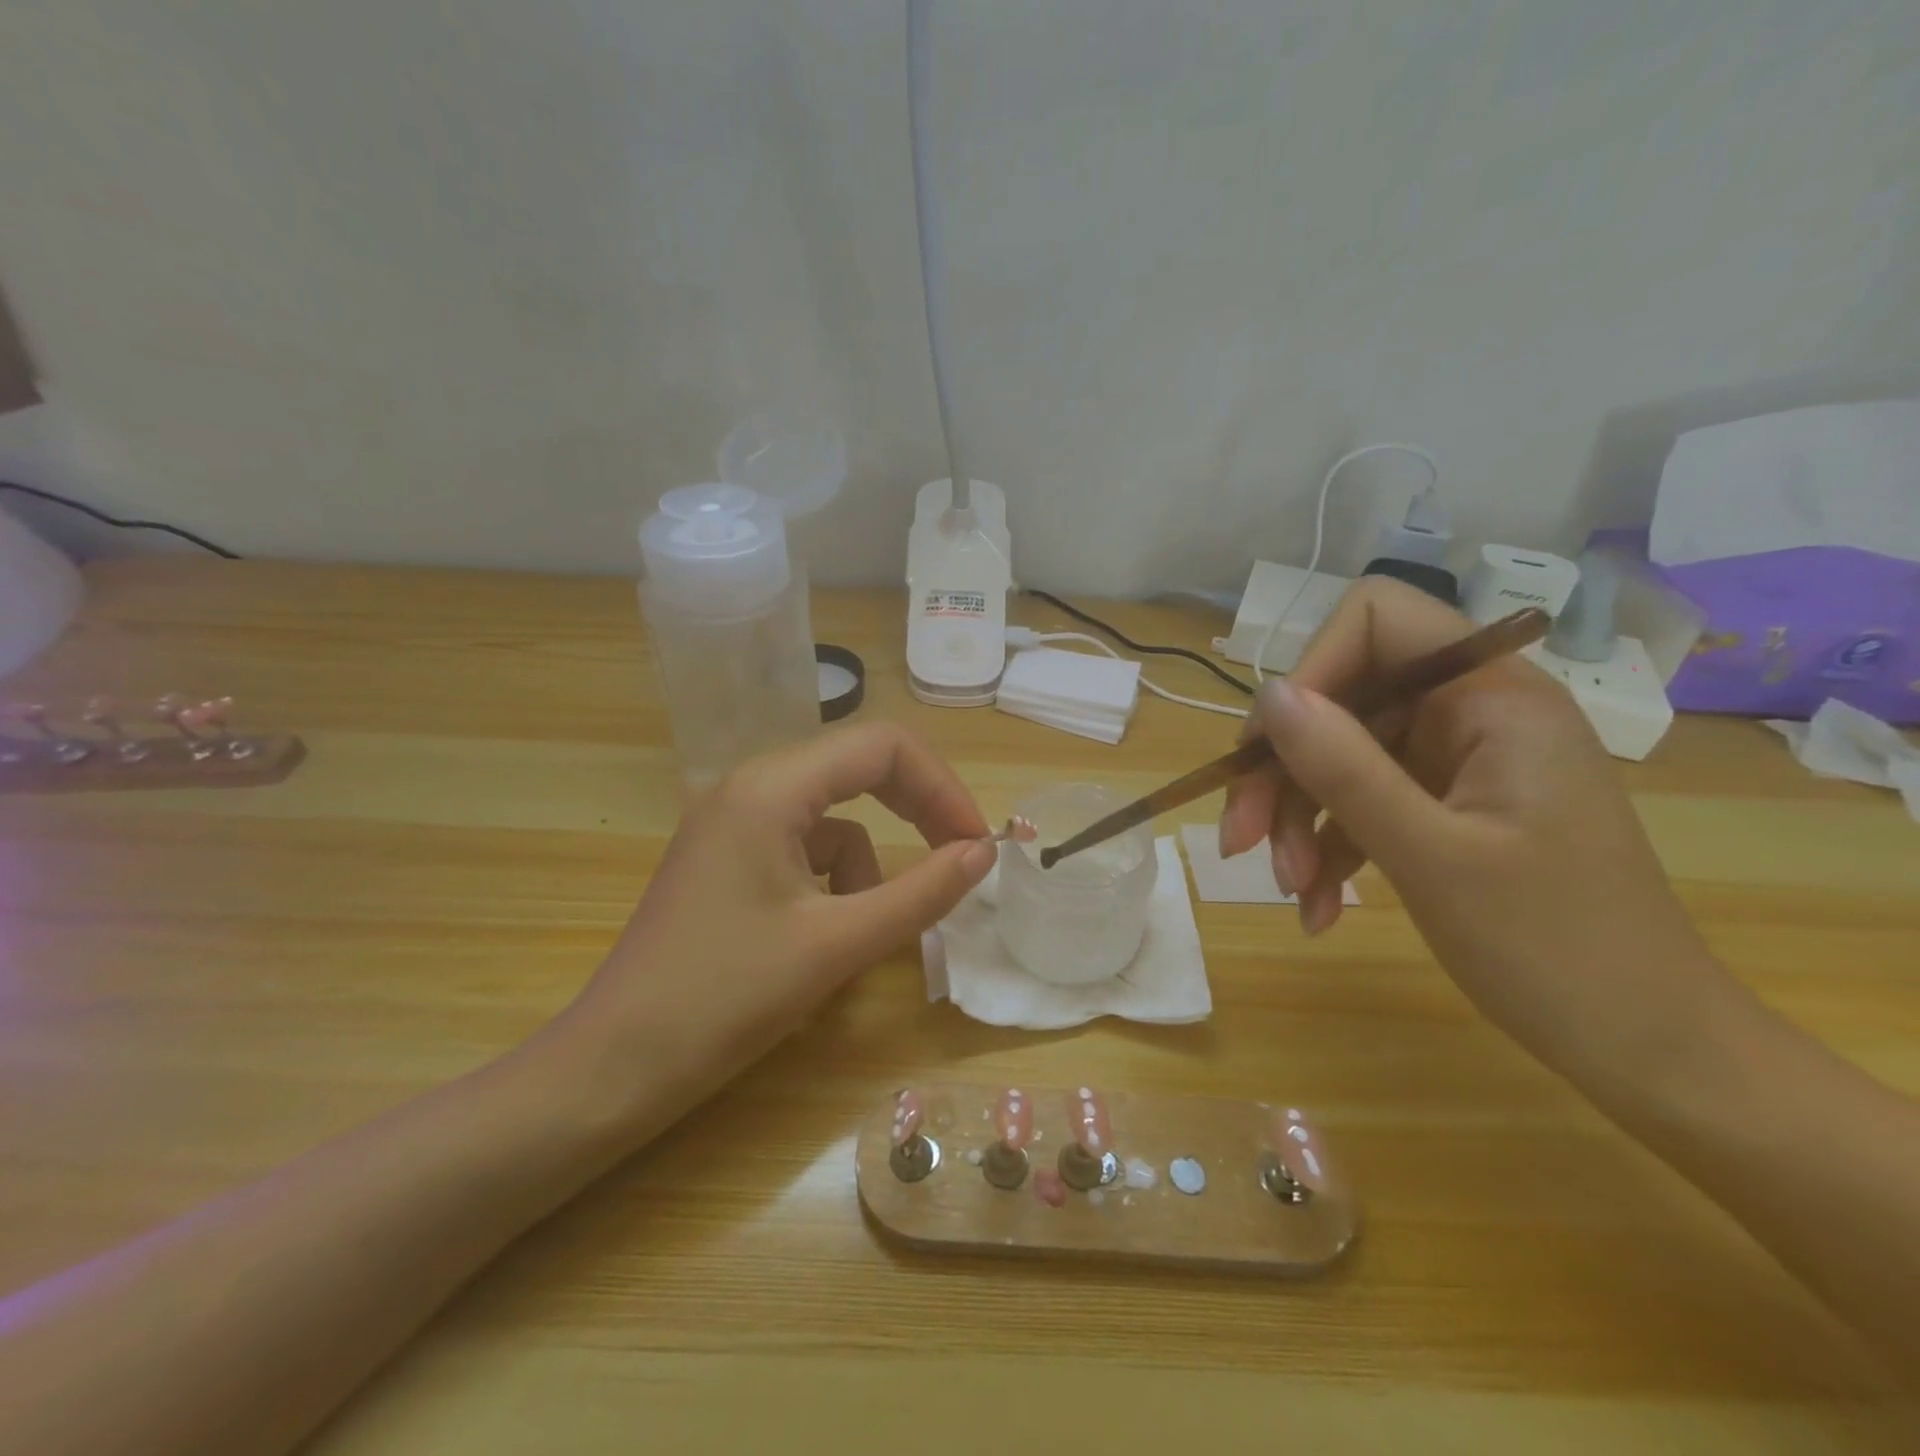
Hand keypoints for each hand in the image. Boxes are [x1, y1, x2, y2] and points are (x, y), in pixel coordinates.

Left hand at [557, 724, 996, 1124]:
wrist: (614, 1068)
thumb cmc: (725, 1000)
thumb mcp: (837, 945)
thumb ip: (921, 892)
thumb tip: (983, 851)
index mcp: (771, 787)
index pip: (882, 745)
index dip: (941, 787)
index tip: (974, 844)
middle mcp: (750, 786)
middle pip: (859, 770)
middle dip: (914, 813)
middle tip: (955, 862)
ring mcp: (733, 822)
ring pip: (834, 820)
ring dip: (865, 869)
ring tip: (854, 937)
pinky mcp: (727, 858)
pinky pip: (804, 850)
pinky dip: (831, 886)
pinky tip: (817, 941)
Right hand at [1219, 577, 1723, 1076]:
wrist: (1646, 1047)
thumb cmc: (1555, 948)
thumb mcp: (1432, 856)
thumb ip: (1345, 768)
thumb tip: (1268, 696)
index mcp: (1493, 697)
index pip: (1377, 619)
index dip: (1311, 668)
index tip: (1272, 747)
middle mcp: (1472, 712)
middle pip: (1341, 700)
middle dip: (1283, 770)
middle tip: (1242, 840)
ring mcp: (1457, 762)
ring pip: (1339, 757)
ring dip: (1298, 819)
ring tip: (1289, 890)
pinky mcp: (1444, 807)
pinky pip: (1361, 803)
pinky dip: (1328, 849)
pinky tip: (1316, 909)